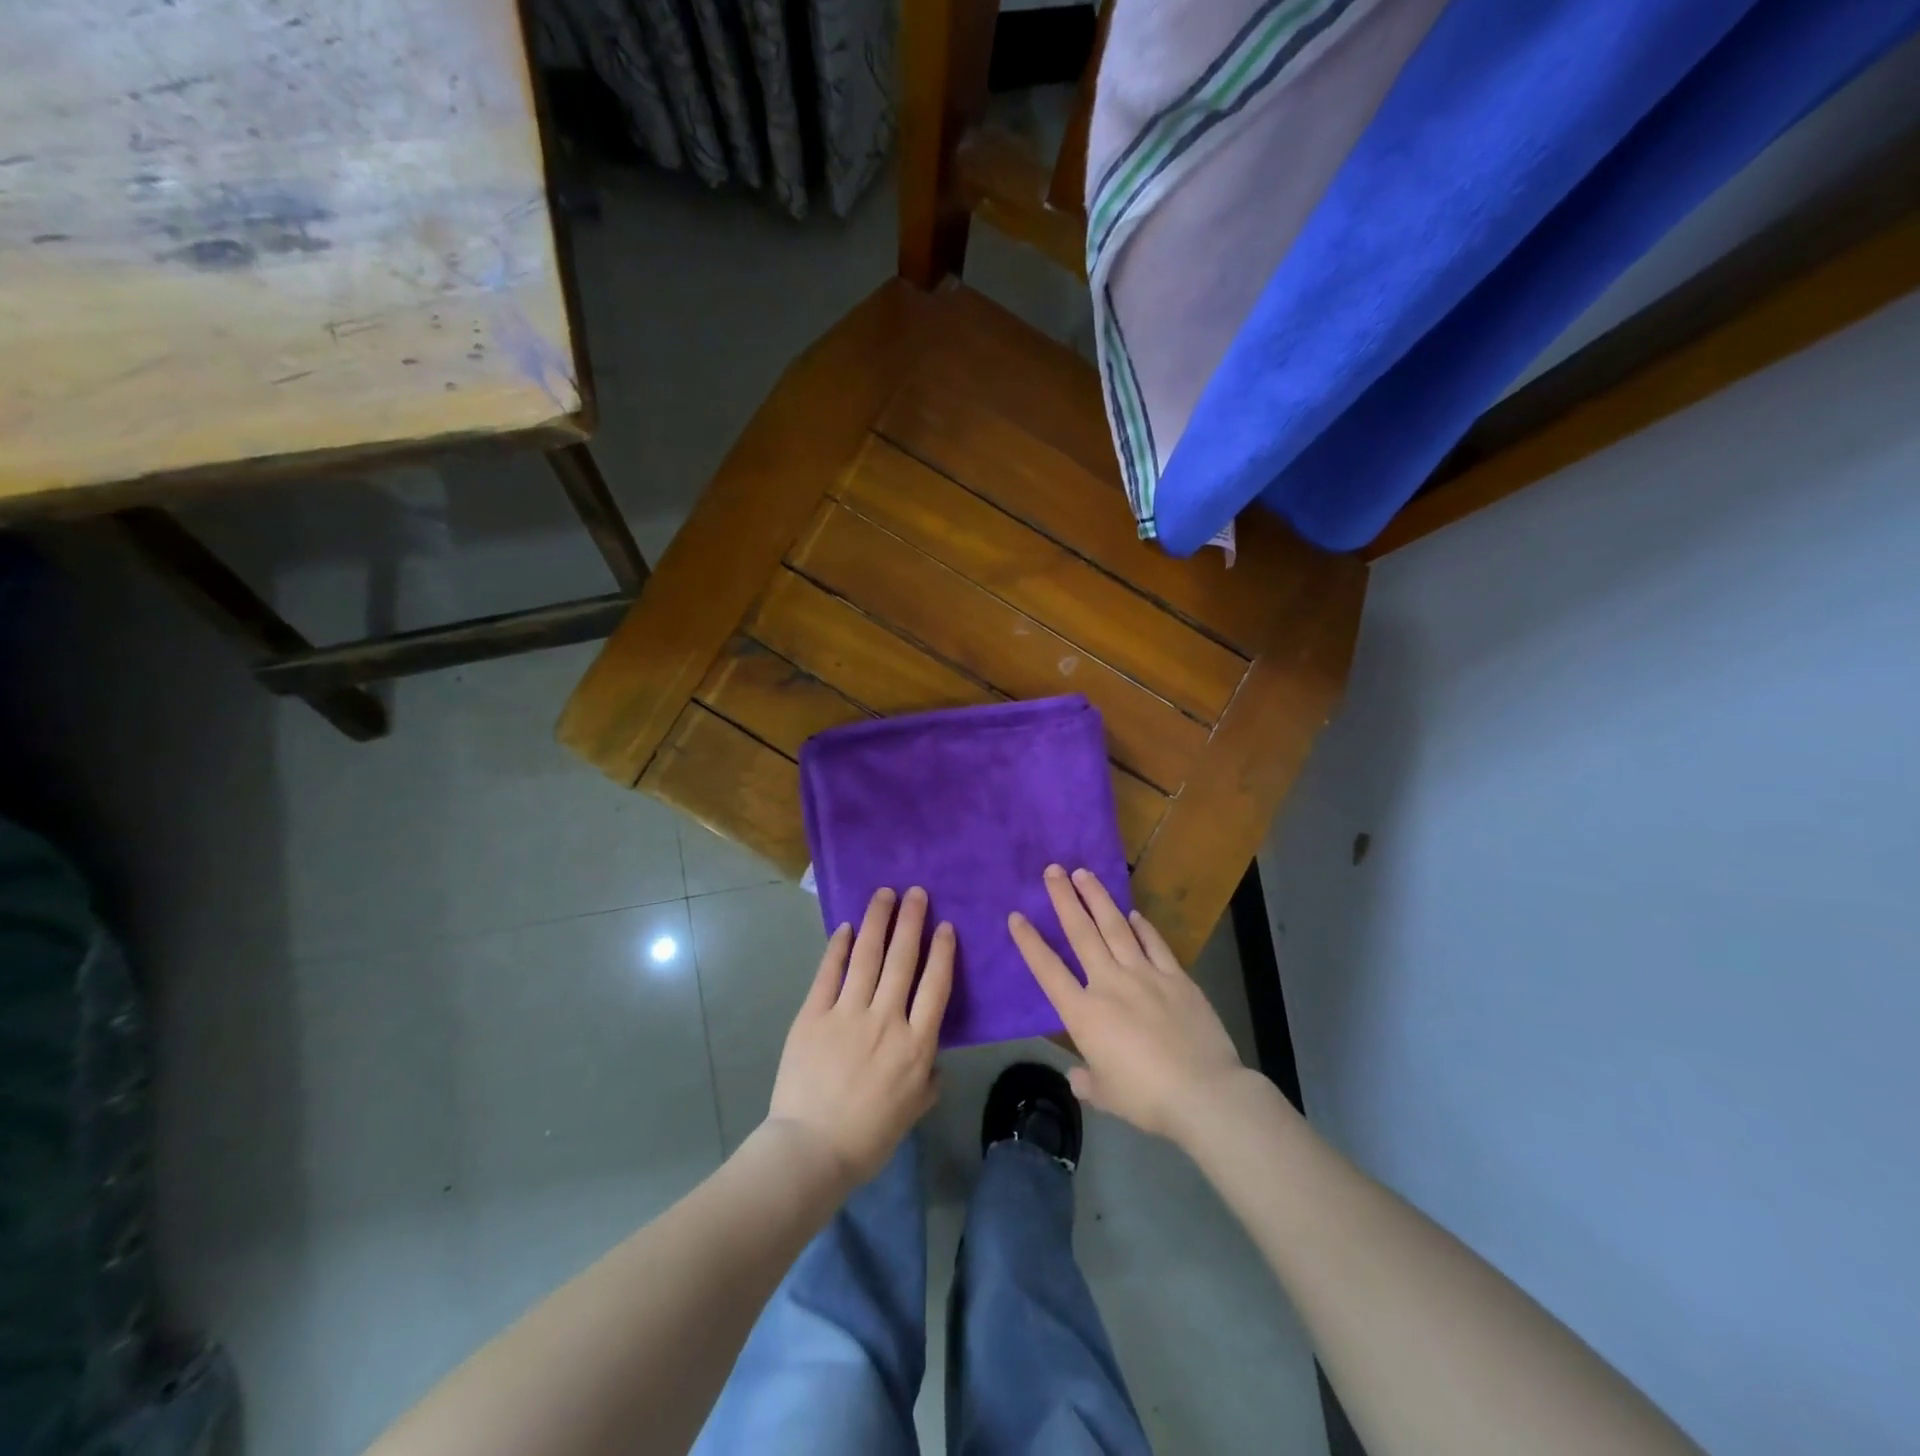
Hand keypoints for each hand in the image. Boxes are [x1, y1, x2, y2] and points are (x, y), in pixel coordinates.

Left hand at [766, 886, 952, 1186]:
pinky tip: (847, 928)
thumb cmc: (869, 1136)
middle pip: (902, 959)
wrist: (811, 1149)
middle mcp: (886, 1019)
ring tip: (885, 894)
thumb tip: (932, 1058)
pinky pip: (829, 973)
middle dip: (911, 921)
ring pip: (868, 956)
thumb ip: (928, 1078)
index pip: (935, 985)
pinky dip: (839, 948)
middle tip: (915, 892)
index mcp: (916, 1044)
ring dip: (878, 921)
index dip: (942, 951)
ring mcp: (847, 1014)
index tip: (945, 926)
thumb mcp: (913, 1109)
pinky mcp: (814, 1015)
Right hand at [1010, 866, 1247, 1145]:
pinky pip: (1154, 944)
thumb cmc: (1147, 1099)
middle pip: (1082, 933)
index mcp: (1084, 1014)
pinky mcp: (1176, 977)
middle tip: (1053, 870)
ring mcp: (1145, 975)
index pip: (1048, 970)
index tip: (1016, 916)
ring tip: (1084, 873)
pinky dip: (1142, 927)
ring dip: (1098, 899)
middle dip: (1064, 899)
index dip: (1029, 942)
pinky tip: (1133, 913)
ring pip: (1116, 927)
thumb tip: (1078, 1076)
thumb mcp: (1107, 1096)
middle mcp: (1110, 984)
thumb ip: (1088, 1081)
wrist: (1203, 1093)